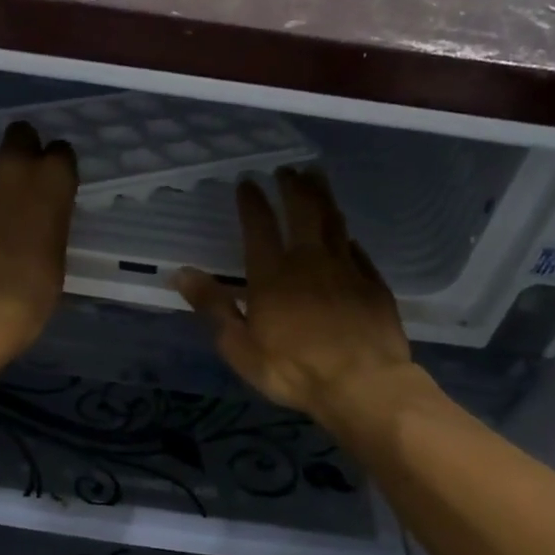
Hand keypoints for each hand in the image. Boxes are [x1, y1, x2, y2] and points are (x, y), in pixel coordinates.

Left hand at [0, 119, 77, 363]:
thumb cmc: (39, 283)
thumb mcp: (57, 243)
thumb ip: (49, 214)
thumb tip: (37, 212)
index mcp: (54, 176)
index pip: (60, 150)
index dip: (55, 167)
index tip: (52, 184)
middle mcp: (16, 165)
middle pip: (19, 134)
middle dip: (20, 150)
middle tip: (20, 181)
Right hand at [175, 169, 422, 424]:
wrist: (363, 384)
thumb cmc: (293, 369)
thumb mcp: (240, 346)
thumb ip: (213, 307)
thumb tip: (181, 273)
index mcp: (272, 275)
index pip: (259, 227)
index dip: (252, 202)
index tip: (248, 181)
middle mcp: (310, 262)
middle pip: (303, 212)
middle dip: (293, 187)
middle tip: (287, 170)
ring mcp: (346, 269)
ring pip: (333, 222)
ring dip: (323, 197)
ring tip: (316, 178)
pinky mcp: (373, 284)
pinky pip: (357, 250)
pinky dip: (346, 236)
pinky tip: (345, 234)